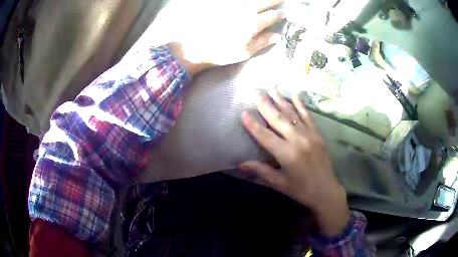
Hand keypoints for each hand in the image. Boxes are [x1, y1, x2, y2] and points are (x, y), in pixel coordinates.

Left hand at [165, 0, 283, 74]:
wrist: (196, 46)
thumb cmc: (222, 52)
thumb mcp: (246, 51)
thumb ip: (263, 41)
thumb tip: (278, 36)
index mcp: (254, 23)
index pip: (272, 16)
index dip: (280, 14)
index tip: (284, 14)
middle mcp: (246, 10)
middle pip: (264, 2)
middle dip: (274, 0)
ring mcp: (233, 6)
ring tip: (267, 0)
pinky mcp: (222, 5)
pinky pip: (238, 0)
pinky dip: (246, 0)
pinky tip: (248, 1)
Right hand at [239, 90, 349, 235]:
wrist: (325, 190)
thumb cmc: (300, 190)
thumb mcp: (279, 183)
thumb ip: (261, 171)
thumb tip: (241, 164)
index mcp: (286, 154)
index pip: (265, 136)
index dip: (253, 125)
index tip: (243, 113)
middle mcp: (298, 140)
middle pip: (278, 119)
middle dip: (265, 105)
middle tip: (256, 92)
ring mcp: (309, 135)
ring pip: (292, 114)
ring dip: (281, 100)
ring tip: (272, 88)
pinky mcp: (317, 134)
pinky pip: (307, 116)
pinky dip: (300, 105)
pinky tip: (295, 95)